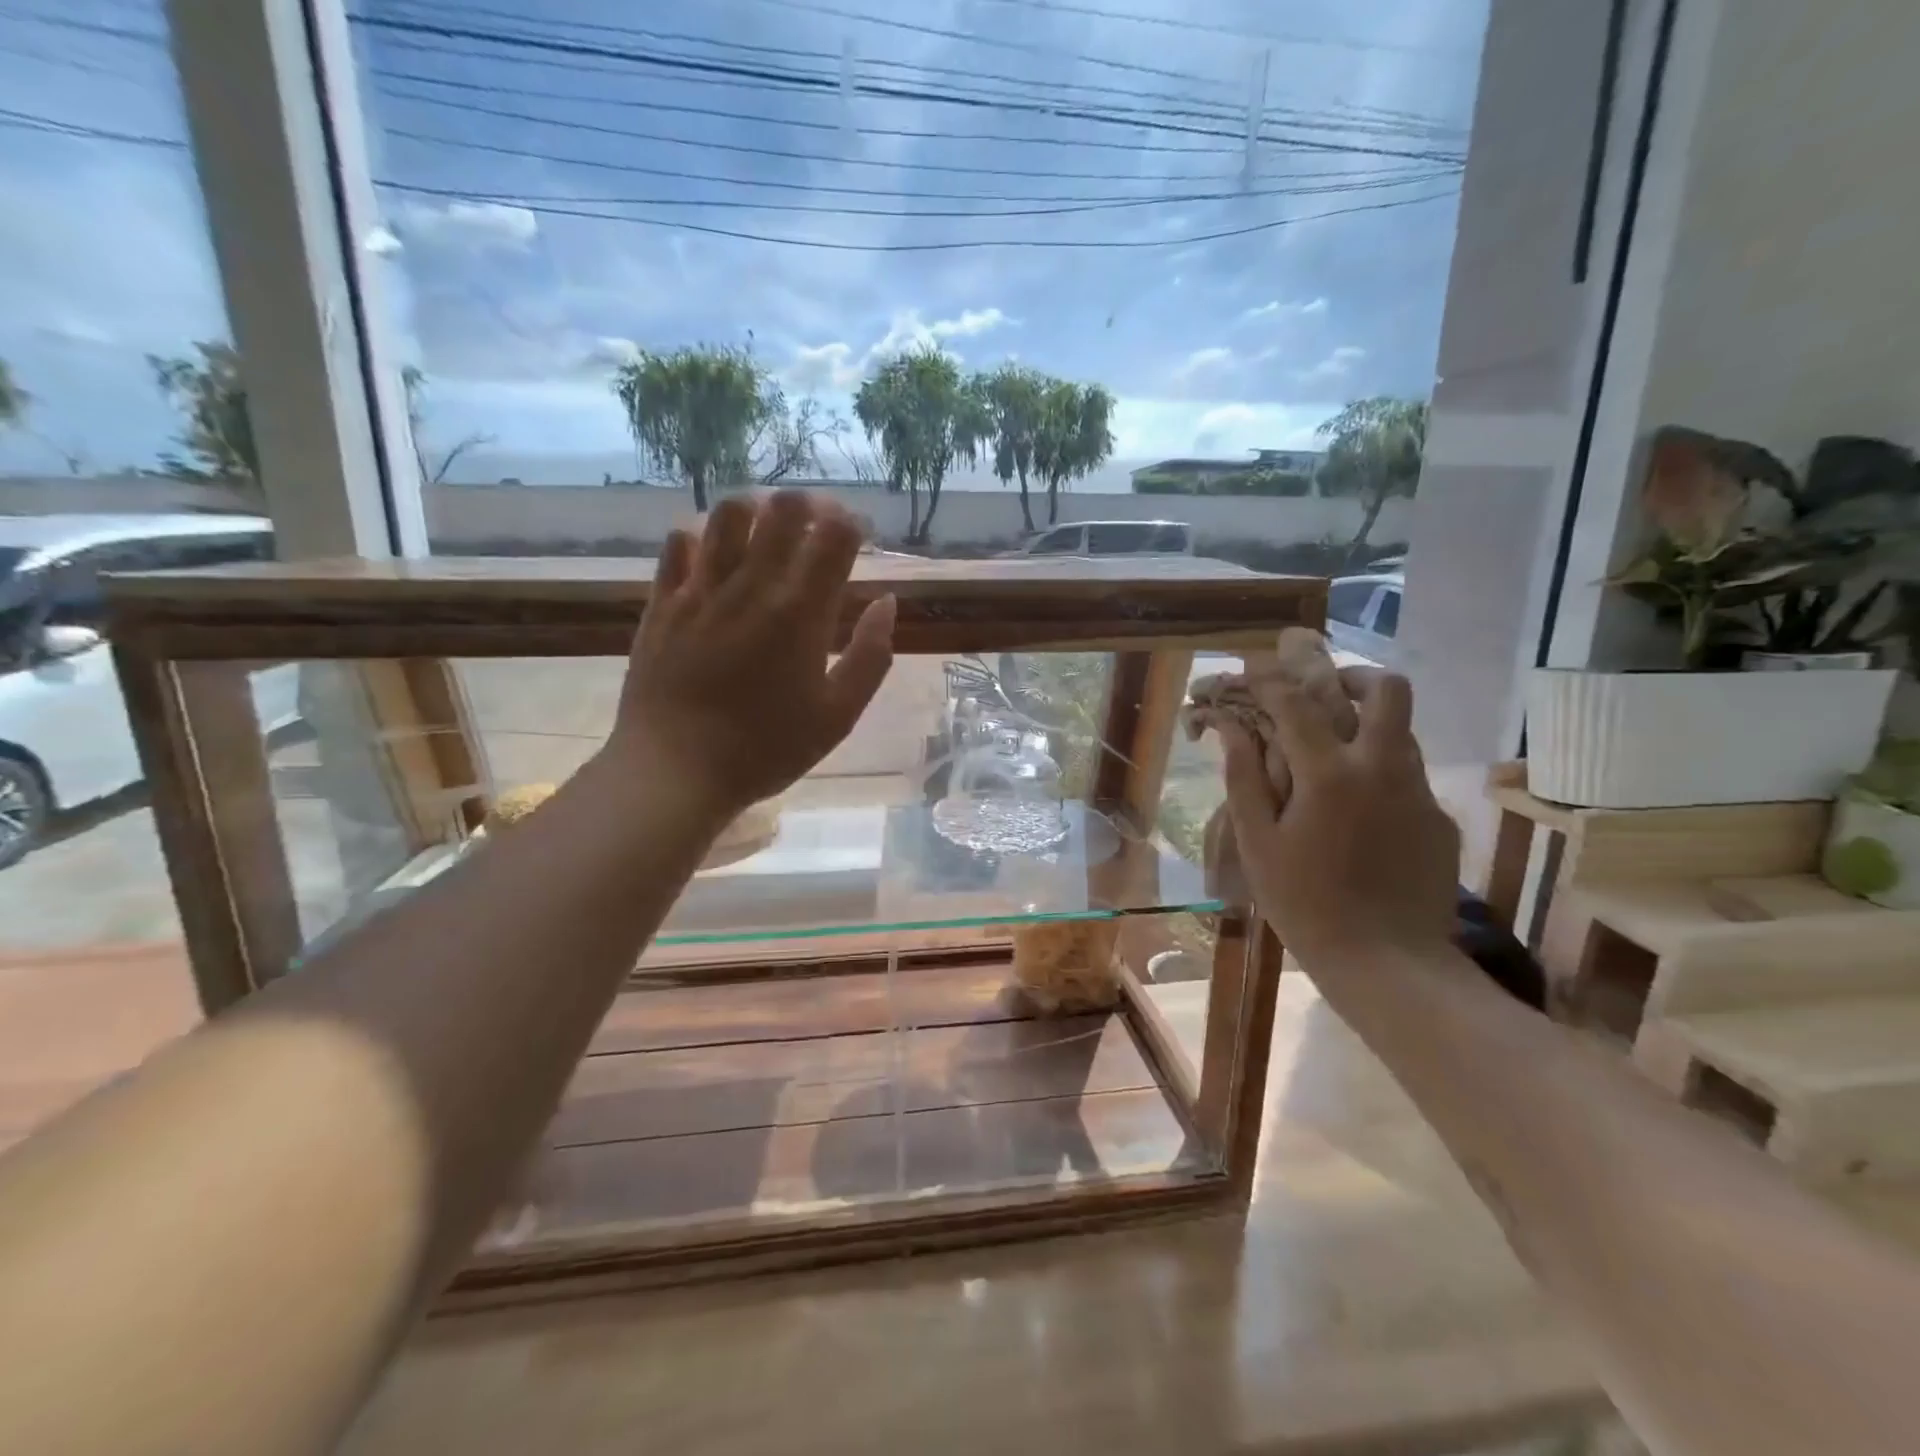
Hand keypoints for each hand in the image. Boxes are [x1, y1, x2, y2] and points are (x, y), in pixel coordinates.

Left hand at [607, 492, 894, 818]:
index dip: (853, 523)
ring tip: (767, 534)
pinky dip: (701, 538)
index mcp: (801, 613)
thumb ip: (871, 656)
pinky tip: (713, 558)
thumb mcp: (838, 716)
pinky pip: (677, 545)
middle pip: (782, 509)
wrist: (675, 772)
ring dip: (756, 511)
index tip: (859, 536)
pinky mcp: (662, 603)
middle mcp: (751, 587)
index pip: (834, 534)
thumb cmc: (767, 750)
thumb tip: (886, 603)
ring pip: (727, 514)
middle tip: (818, 525)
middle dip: (810, 504)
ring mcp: (700, 590)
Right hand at [1218, 668, 1458, 968]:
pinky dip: (1380, 772)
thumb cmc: (1305, 904)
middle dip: (1353, 677)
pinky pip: (1409, 776)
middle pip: (1387, 690)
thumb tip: (1231, 727)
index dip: (1271, 679)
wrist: (1387, 964)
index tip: (1254, 669)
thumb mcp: (1258, 843)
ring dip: (1368, 724)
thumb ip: (1244, 778)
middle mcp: (1383, 768)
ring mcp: (1420, 793)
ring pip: (1402, 730)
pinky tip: (1358, 813)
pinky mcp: (1439, 820)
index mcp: (1330, 774)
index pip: (1298, 702)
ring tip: (1333, 753)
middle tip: (1324, 693)